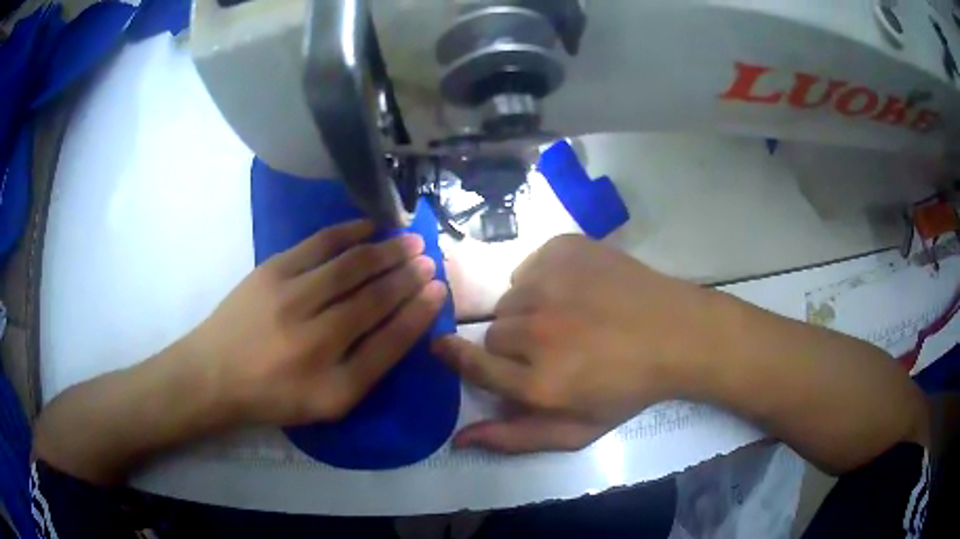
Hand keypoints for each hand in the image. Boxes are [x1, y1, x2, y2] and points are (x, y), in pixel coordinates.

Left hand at [185, 220, 447, 426]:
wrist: (214, 374)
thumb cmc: (273, 395)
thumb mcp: (327, 401)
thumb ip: (367, 368)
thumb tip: (402, 324)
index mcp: (334, 383)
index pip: (389, 341)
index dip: (418, 312)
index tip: (439, 289)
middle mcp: (315, 339)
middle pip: (373, 298)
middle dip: (408, 276)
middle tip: (430, 258)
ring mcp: (290, 299)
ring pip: (351, 267)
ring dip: (386, 251)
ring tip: (410, 241)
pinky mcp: (271, 271)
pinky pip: (319, 244)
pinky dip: (349, 232)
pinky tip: (370, 226)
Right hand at [434, 235, 717, 452]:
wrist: (677, 333)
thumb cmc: (628, 388)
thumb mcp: (577, 430)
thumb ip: (515, 438)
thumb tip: (458, 439)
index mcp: (539, 383)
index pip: (471, 364)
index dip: (454, 356)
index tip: (443, 347)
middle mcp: (537, 332)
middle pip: (494, 331)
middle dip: (513, 343)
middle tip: (551, 346)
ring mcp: (552, 284)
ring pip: (511, 297)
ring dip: (530, 310)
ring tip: (568, 317)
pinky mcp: (565, 249)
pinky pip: (530, 265)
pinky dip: (543, 277)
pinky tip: (576, 289)